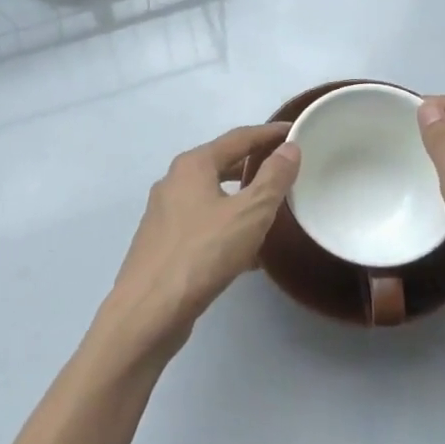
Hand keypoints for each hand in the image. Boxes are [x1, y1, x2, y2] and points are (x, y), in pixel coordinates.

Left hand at [102, 123, 300, 353]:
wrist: (148, 312)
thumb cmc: (203, 254)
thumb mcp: (249, 213)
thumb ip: (272, 178)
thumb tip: (289, 148)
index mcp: (193, 165)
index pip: (238, 138)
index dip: (269, 134)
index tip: (295, 132)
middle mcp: (174, 182)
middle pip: (221, 164)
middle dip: (254, 165)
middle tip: (286, 170)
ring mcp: (164, 214)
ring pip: (212, 196)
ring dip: (241, 199)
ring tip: (272, 210)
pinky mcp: (162, 244)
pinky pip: (203, 224)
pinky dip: (227, 226)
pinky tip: (247, 252)